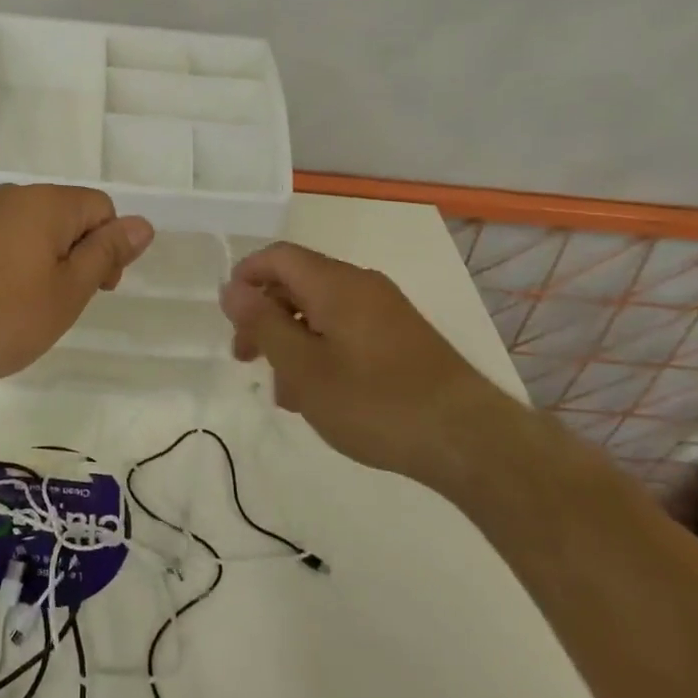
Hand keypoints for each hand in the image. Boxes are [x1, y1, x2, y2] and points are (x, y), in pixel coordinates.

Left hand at [0, 184, 153, 390]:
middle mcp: (12, 196)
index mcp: (47, 202)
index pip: (102, 208)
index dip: (110, 249)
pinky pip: (2, 242)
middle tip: (60, 306)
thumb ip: (106, 254)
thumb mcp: (66, 292)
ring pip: (33, 232)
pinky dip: (12, 268)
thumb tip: (143, 223)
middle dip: (76, 257)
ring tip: (26, 310)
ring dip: (44, 265)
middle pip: (67, 216)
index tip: (96, 292)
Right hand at [219, 242, 520, 487]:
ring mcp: (386, 312)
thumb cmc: (375, 402)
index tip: (229, 318)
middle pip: (298, 284)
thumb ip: (263, 324)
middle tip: (246, 359)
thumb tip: (231, 289)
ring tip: (286, 394)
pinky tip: (320, 396)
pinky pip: (346, 331)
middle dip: (265, 317)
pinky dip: (322, 352)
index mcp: (335, 283)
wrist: (468, 440)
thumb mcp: (304, 368)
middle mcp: (361, 286)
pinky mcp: (402, 338)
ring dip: (292, 342)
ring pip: (321, 312)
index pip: (278, 257)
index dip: (246, 278)